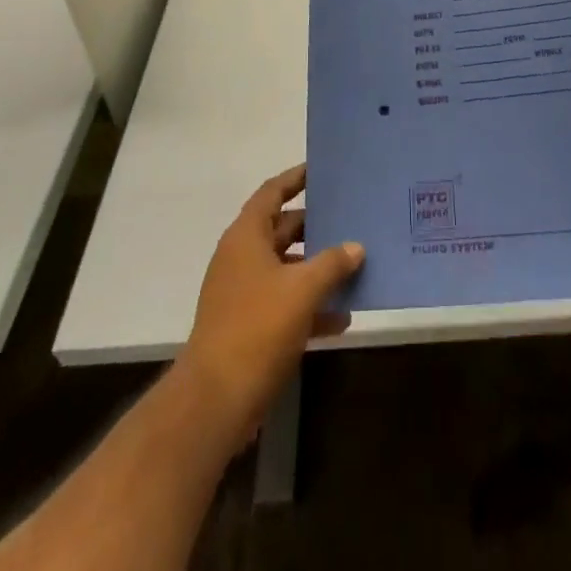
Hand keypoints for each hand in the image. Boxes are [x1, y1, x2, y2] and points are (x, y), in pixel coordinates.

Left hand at [174, 164, 363, 445]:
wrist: (215, 400)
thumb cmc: (258, 327)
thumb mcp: (303, 289)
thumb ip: (332, 263)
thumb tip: (355, 246)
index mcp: (246, 237)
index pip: (272, 193)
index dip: (295, 178)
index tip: (320, 170)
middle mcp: (241, 258)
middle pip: (282, 230)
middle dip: (315, 226)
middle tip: (349, 218)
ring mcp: (242, 293)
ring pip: (286, 269)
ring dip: (317, 269)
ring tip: (355, 266)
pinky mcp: (248, 326)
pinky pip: (284, 303)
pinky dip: (310, 306)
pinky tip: (341, 318)